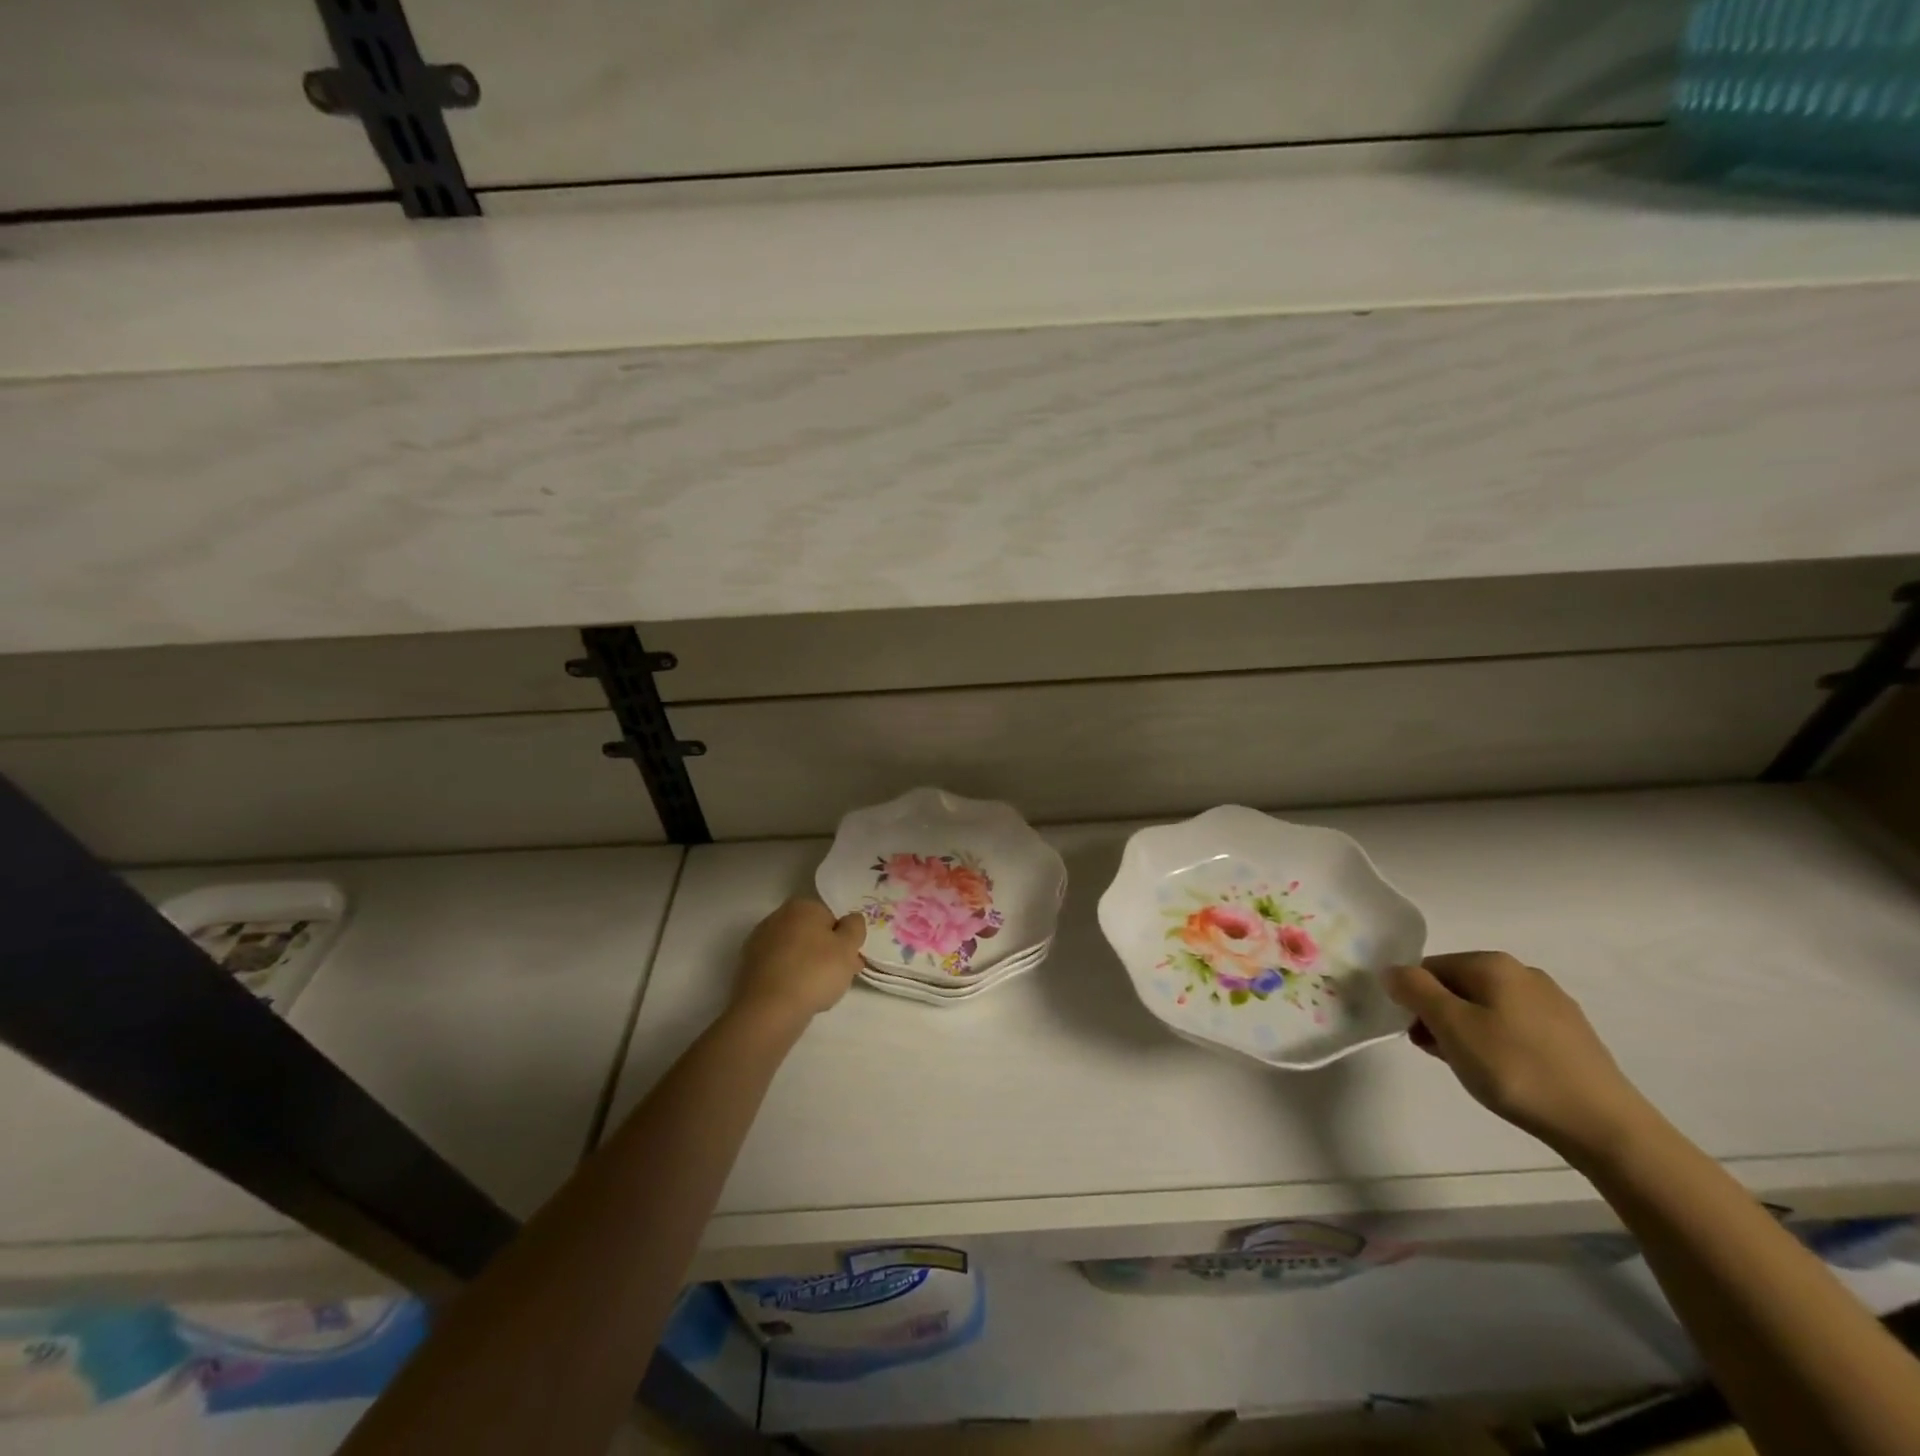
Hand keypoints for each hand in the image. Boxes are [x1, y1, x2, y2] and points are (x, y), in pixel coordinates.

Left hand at [732, 899, 865, 1028]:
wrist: (768, 1009)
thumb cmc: (815, 972)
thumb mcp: (848, 948)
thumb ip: (855, 928)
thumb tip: (851, 920)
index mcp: (802, 906)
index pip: (831, 919)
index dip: (844, 941)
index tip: (850, 962)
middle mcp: (777, 917)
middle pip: (811, 934)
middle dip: (826, 953)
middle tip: (839, 978)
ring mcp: (759, 942)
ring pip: (794, 952)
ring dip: (807, 966)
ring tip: (818, 992)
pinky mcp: (748, 967)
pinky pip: (779, 968)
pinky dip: (789, 978)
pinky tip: (796, 996)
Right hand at [1386, 951, 1655, 1162]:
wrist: (1605, 1127)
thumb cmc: (1516, 1069)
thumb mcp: (1451, 1026)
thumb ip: (1414, 989)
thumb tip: (1393, 971)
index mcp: (1492, 964)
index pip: (1428, 968)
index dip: (1414, 1000)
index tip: (1419, 1036)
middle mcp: (1524, 973)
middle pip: (1458, 986)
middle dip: (1439, 1017)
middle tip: (1441, 1054)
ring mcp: (1553, 1004)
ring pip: (1486, 1008)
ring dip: (1466, 1033)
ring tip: (1472, 1069)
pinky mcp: (1571, 1036)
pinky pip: (1515, 1028)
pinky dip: (1498, 1044)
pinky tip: (1505, 1075)